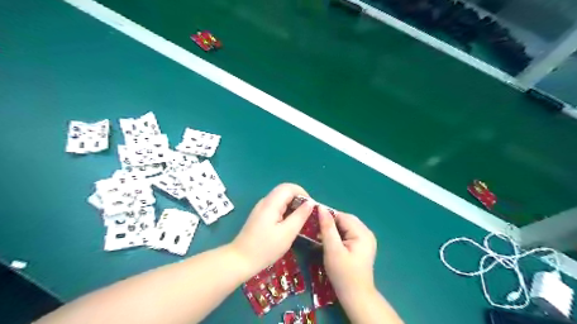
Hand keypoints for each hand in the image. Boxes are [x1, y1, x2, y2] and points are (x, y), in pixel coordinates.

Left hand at [229, 184, 313, 274]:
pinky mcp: (260, 215)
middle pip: (284, 191)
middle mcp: (265, 201)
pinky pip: (276, 206)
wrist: (240, 260)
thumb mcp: (287, 233)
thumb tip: (310, 202)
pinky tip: (289, 224)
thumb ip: (300, 216)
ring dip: (292, 205)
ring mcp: (261, 208)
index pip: (289, 187)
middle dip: (298, 199)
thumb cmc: (265, 248)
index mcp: (271, 203)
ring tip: (301, 220)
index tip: (311, 207)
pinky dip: (286, 211)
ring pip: (280, 199)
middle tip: (307, 214)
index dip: (302, 193)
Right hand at [317, 206, 376, 297]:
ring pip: (345, 226)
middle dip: (330, 223)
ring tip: (320, 236)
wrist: (356, 297)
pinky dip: (338, 235)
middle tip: (315, 230)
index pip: (342, 216)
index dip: (327, 217)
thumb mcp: (332, 250)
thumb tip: (321, 208)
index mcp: (362, 232)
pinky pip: (348, 233)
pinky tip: (329, 242)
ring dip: (333, 229)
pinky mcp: (362, 245)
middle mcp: (366, 232)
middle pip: (345, 220)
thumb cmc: (343, 274)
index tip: (312, 221)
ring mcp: (366, 239)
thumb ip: (327, 228)